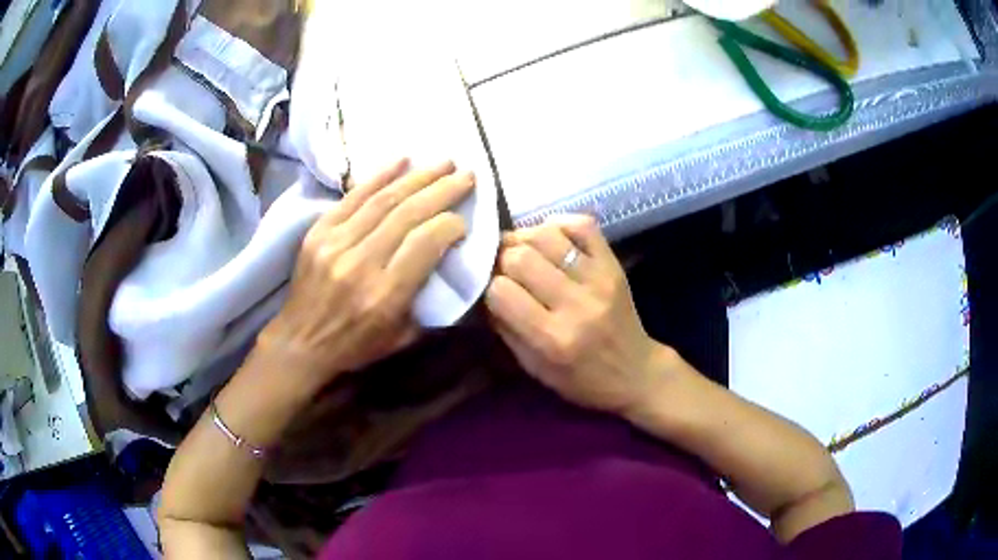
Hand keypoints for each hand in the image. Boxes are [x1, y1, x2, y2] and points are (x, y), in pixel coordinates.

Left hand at [256, 159, 473, 390]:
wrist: (299, 342)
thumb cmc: (354, 346)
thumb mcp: (401, 338)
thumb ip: (429, 302)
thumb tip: (452, 264)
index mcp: (384, 295)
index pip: (426, 243)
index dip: (451, 224)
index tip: (465, 219)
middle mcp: (360, 263)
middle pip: (408, 214)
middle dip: (443, 190)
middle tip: (467, 174)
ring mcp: (335, 243)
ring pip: (384, 200)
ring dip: (418, 177)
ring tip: (444, 162)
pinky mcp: (319, 232)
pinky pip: (352, 197)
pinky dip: (379, 175)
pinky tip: (402, 160)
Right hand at [485, 214, 675, 415]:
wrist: (635, 372)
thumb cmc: (580, 379)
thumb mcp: (534, 368)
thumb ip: (505, 328)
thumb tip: (483, 287)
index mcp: (552, 339)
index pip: (501, 291)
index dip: (489, 287)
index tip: (492, 290)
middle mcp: (575, 305)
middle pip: (520, 257)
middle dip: (502, 258)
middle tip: (503, 266)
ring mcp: (598, 280)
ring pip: (546, 235)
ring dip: (525, 238)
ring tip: (523, 250)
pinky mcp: (613, 264)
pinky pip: (582, 225)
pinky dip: (558, 224)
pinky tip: (550, 239)